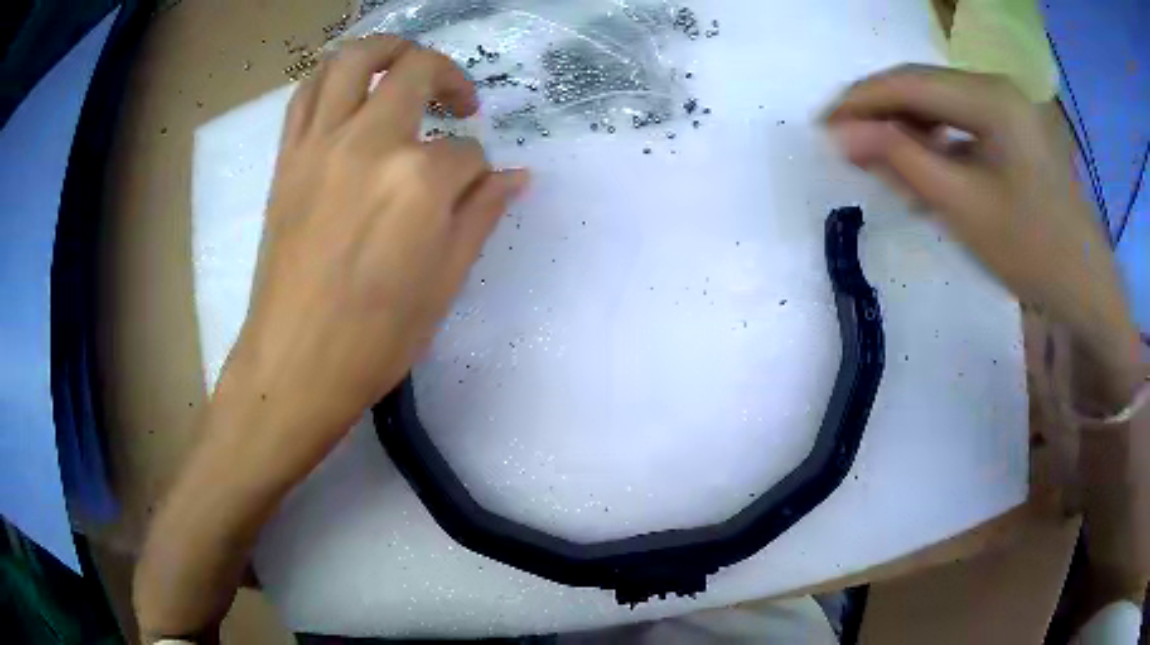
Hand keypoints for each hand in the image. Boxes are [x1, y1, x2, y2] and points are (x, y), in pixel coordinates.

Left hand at [219, 35, 527, 476]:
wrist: (295, 363)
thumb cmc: (376, 338)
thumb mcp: (445, 282)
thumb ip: (481, 215)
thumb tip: (515, 176)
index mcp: (419, 182)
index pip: (466, 152)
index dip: (477, 171)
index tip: (471, 192)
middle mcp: (369, 143)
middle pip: (417, 71)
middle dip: (450, 77)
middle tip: (459, 101)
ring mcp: (320, 144)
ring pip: (353, 59)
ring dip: (388, 49)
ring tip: (406, 64)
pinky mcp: (288, 158)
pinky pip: (306, 93)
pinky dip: (332, 76)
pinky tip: (351, 91)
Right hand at [824, 65, 1140, 406]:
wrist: (1088, 289)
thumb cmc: (1034, 252)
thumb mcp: (965, 208)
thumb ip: (902, 161)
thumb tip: (842, 135)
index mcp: (991, 98)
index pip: (909, 82)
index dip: (860, 100)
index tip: (821, 125)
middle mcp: (998, 87)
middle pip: (924, 86)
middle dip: (881, 112)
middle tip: (844, 143)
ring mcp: (1009, 107)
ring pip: (941, 104)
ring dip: (908, 128)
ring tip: (880, 162)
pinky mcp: (1015, 130)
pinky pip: (963, 124)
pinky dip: (937, 143)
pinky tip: (924, 170)